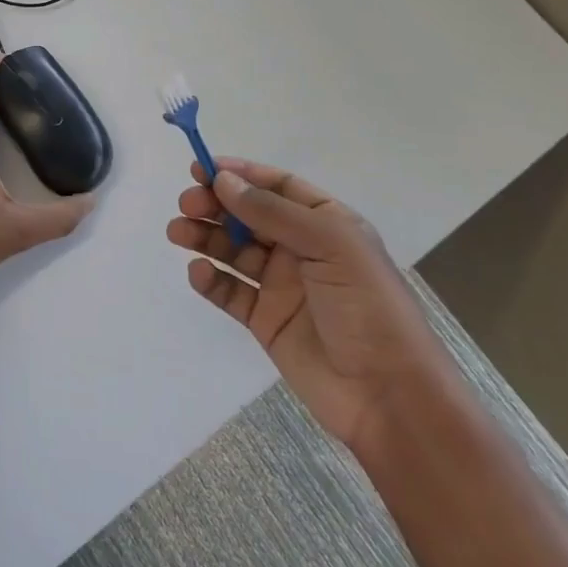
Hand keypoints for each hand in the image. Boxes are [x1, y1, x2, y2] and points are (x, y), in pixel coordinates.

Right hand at [166, 158, 449, 455]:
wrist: (389, 397)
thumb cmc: (369, 309)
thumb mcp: (331, 246)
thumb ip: (273, 212)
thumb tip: (223, 180)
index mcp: (326, 224)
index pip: (276, 186)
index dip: (239, 174)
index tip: (201, 168)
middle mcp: (302, 249)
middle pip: (248, 215)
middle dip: (215, 205)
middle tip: (187, 204)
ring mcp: (282, 285)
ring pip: (233, 250)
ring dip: (205, 236)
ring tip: (178, 233)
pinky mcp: (265, 320)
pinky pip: (230, 291)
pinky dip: (210, 279)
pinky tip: (199, 273)